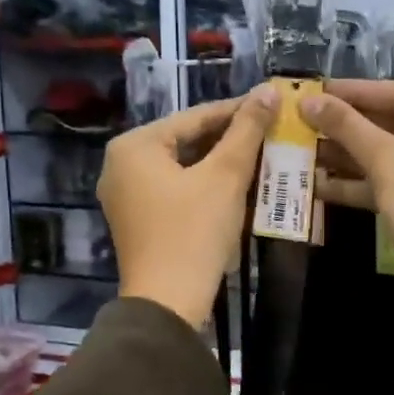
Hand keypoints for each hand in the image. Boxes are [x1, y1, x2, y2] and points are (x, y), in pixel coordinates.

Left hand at [99, 86, 276, 327]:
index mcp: (135, 146)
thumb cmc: (194, 232)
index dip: (238, 110)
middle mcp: (121, 164)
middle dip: (229, 139)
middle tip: (270, 133)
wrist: (167, 303)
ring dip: (220, 163)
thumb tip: (268, 91)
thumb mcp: (226, 176)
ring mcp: (125, 195)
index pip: (195, 116)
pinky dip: (204, 186)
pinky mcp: (137, 220)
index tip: (272, 105)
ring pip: (182, 167)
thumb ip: (246, 130)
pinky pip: (174, 190)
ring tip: (260, 157)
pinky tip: (236, 187)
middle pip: (186, 141)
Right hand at [299, 80, 393, 296]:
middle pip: (393, 124)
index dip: (353, 92)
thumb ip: (348, 127)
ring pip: (389, 155)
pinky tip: (319, 183)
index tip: (314, 89)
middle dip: (347, 127)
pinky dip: (360, 183)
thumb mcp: (388, 161)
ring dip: (347, 155)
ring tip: (302, 148)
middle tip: (303, 119)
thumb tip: (308, 101)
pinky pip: (392, 182)